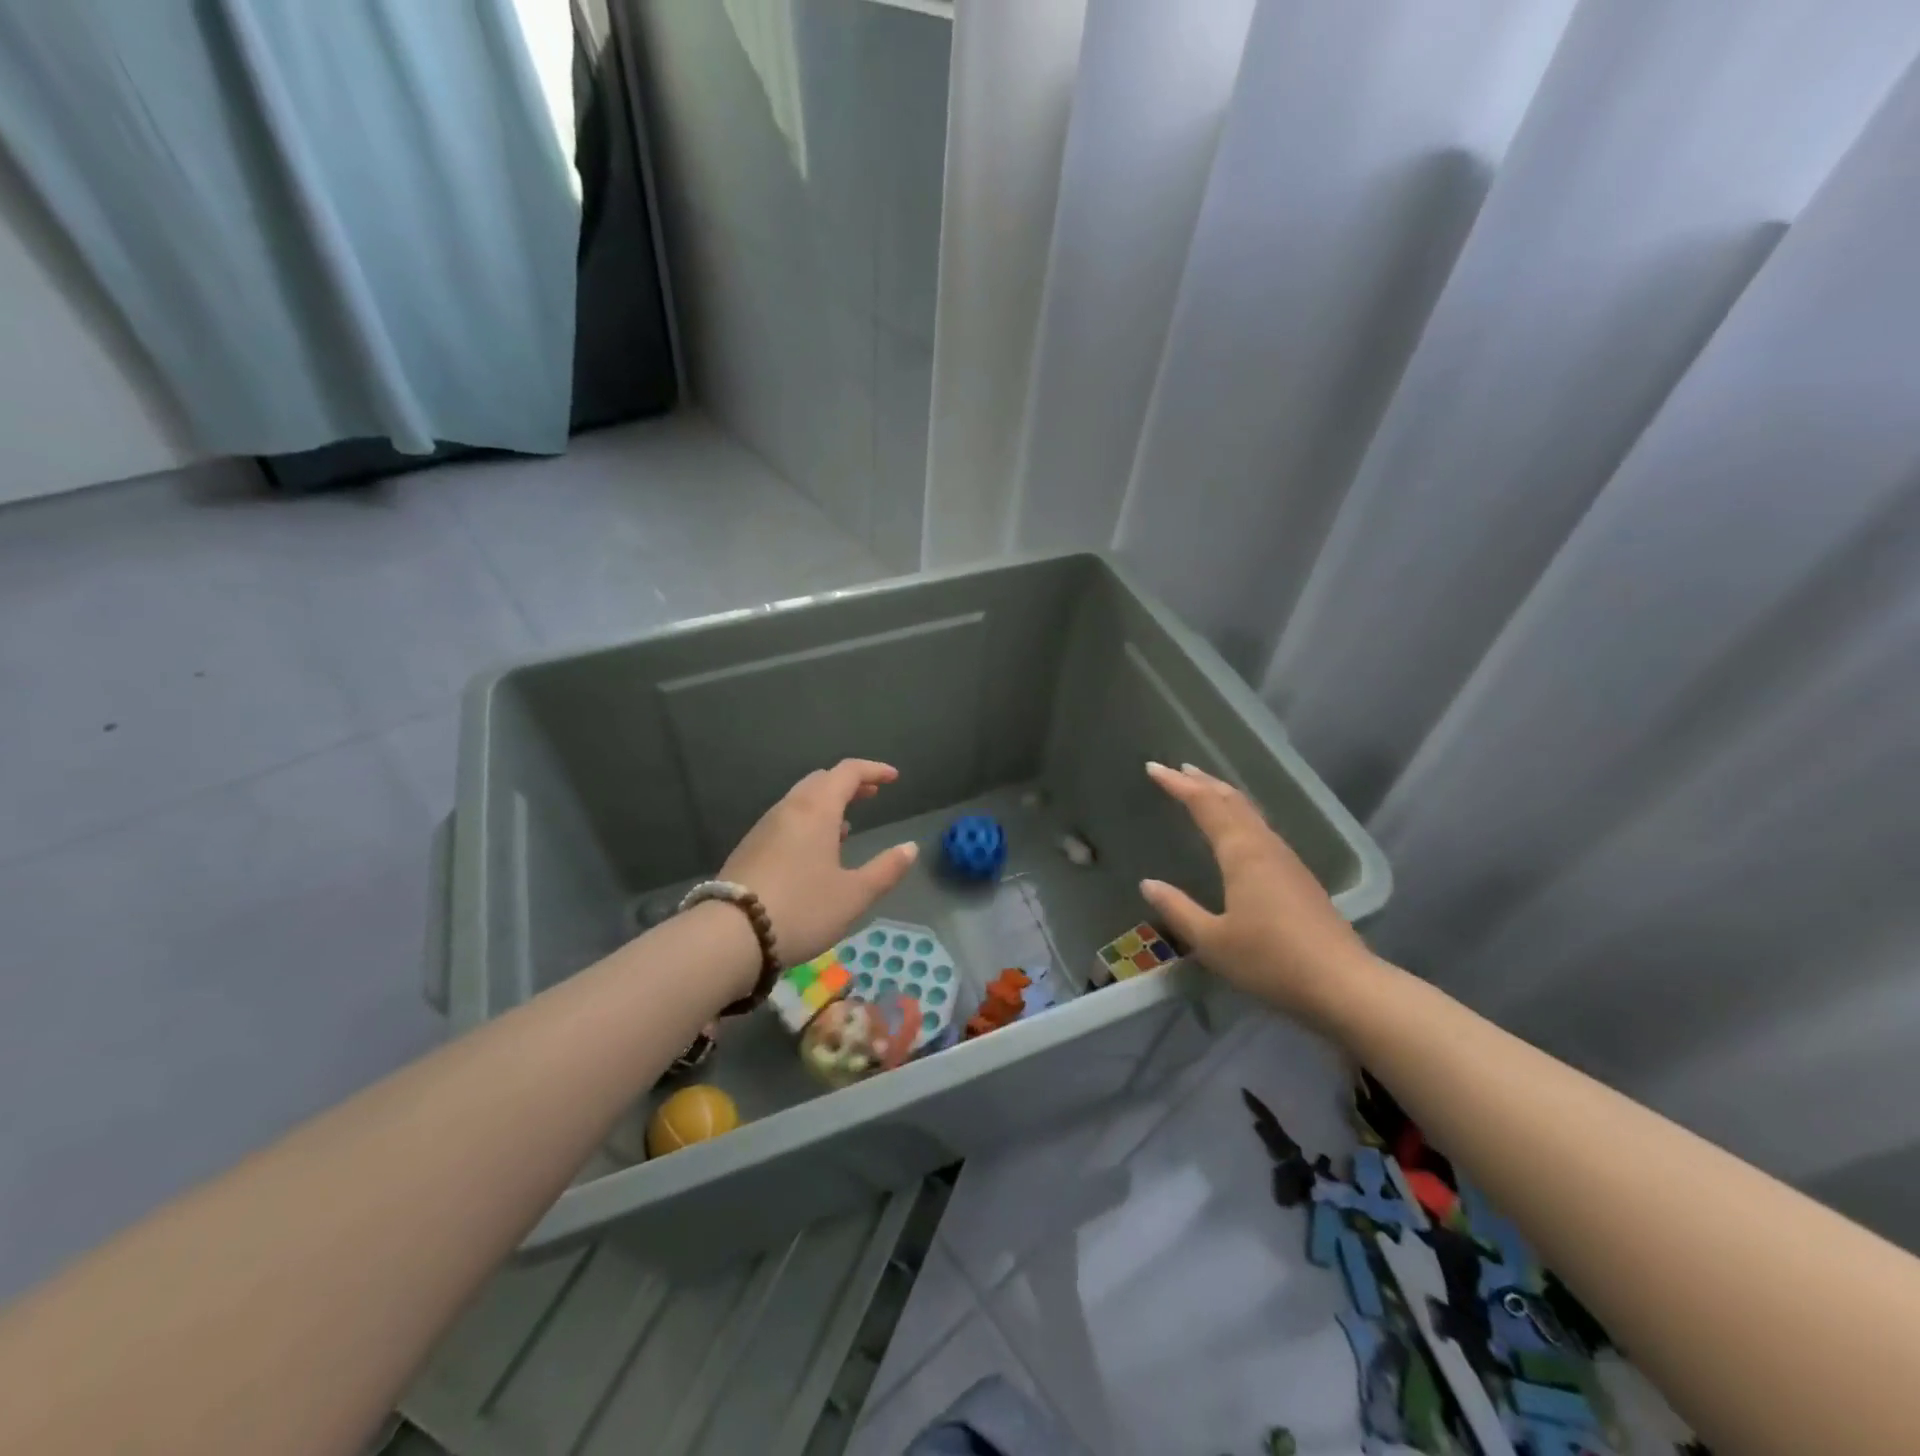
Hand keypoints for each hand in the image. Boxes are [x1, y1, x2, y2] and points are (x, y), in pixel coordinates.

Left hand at [720, 759, 919, 966]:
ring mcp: (764, 827)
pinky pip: (785, 820)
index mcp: (816, 810)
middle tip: (871, 795)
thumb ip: (886, 869)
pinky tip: (813, 851)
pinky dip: (807, 821)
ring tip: (846, 825)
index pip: (848, 772)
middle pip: (820, 781)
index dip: (874, 770)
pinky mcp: (749, 848)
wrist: (730, 936)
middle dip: (849, 784)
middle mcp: (788, 809)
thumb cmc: (802, 909)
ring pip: (800, 801)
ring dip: (826, 803)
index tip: (894, 778)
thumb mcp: (854, 895)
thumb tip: (910, 848)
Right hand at [1139, 761, 1375, 1023]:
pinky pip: (1262, 830)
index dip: (1178, 784)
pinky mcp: (1300, 878)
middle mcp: (1265, 847)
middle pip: (1232, 801)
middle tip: (1178, 769)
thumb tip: (1148, 884)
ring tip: (1204, 790)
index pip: (1205, 804)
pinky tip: (1239, 831)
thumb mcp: (1212, 941)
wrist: (1344, 986)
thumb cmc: (1271, 961)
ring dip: (1223, 796)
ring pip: (1250, 813)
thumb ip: (1178, 910)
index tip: (1154, 768)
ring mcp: (1287, 861)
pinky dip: (1240, 816)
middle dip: (1203, 782)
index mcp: (1242, 854)